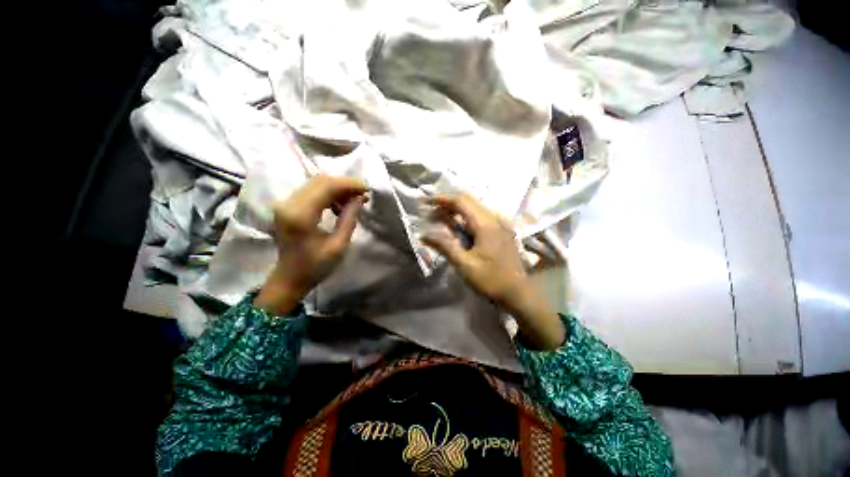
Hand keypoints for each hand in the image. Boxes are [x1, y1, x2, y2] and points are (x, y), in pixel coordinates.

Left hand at [254, 175, 367, 314]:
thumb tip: (360, 198)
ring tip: (354, 200)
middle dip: (345, 184)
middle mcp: (289, 204)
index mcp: (300, 216)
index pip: (326, 187)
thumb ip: (349, 219)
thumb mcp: (339, 246)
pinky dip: (329, 193)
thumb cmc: (315, 267)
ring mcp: (286, 204)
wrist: (289, 278)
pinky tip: (339, 205)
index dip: (349, 184)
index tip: (367, 188)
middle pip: (320, 181)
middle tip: (363, 194)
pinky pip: (312, 191)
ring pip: (316, 183)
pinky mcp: (288, 206)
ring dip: (338, 188)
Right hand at [422, 193, 564, 349]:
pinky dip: (465, 217)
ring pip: (474, 208)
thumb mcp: (465, 265)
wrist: (518, 293)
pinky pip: (480, 216)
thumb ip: (445, 246)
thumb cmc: (490, 280)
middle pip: (468, 201)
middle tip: (430, 211)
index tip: (426, 202)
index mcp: (486, 225)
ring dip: (456, 210)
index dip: (442, 199)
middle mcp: (494, 219)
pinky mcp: (501, 231)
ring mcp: (500, 224)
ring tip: (439, 218)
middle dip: (447, 203)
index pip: (461, 201)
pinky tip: (456, 225)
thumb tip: (424, 235)